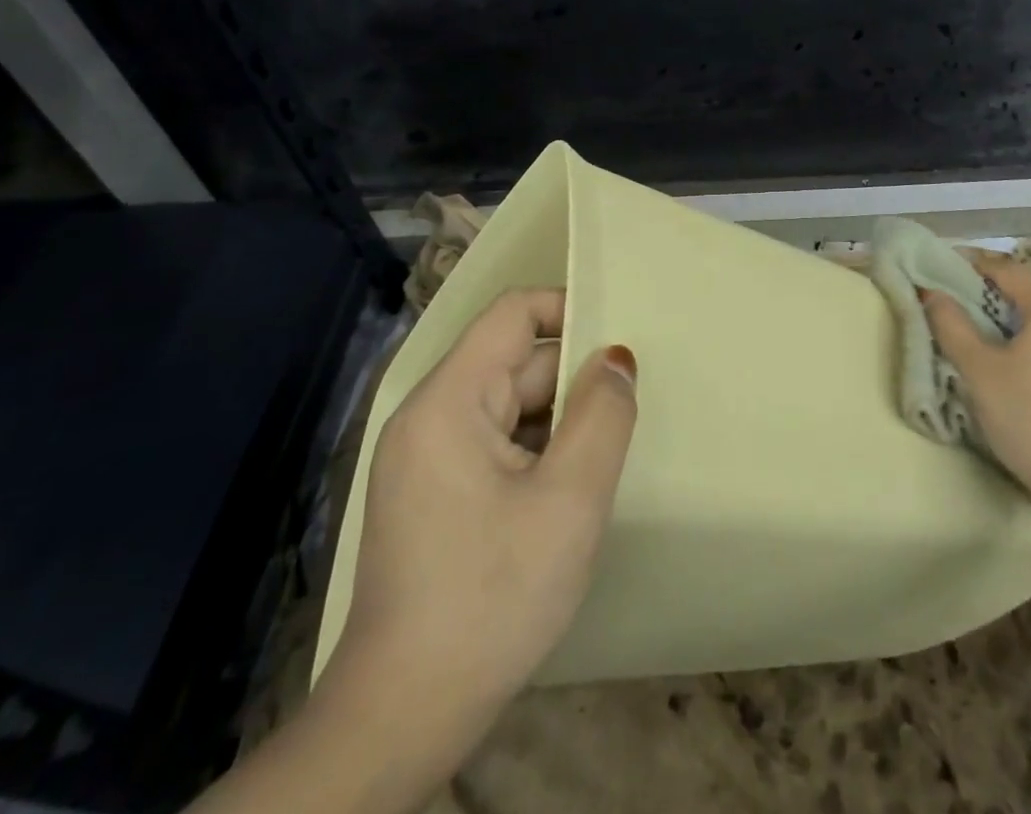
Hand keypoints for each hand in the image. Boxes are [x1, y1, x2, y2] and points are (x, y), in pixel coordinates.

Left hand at [314, 289, 637, 782]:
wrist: (402, 720)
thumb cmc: (491, 598)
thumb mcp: (569, 501)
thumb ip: (603, 415)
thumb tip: (617, 357)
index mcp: (449, 401)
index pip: (513, 313)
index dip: (569, 309)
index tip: (621, 339)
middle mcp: (430, 417)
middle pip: (516, 363)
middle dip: (573, 382)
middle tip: (628, 413)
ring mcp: (427, 458)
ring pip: (511, 408)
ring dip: (560, 424)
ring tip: (606, 455)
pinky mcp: (434, 494)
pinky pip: (498, 445)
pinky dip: (538, 453)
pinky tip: (568, 492)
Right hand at [920, 253, 1030, 535]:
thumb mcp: (979, 371)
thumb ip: (951, 324)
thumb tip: (932, 293)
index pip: (1002, 268)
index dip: (966, 268)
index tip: (937, 275)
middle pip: (1027, 293)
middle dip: (989, 299)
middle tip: (955, 316)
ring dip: (1016, 326)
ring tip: (986, 348)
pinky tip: (1025, 376)